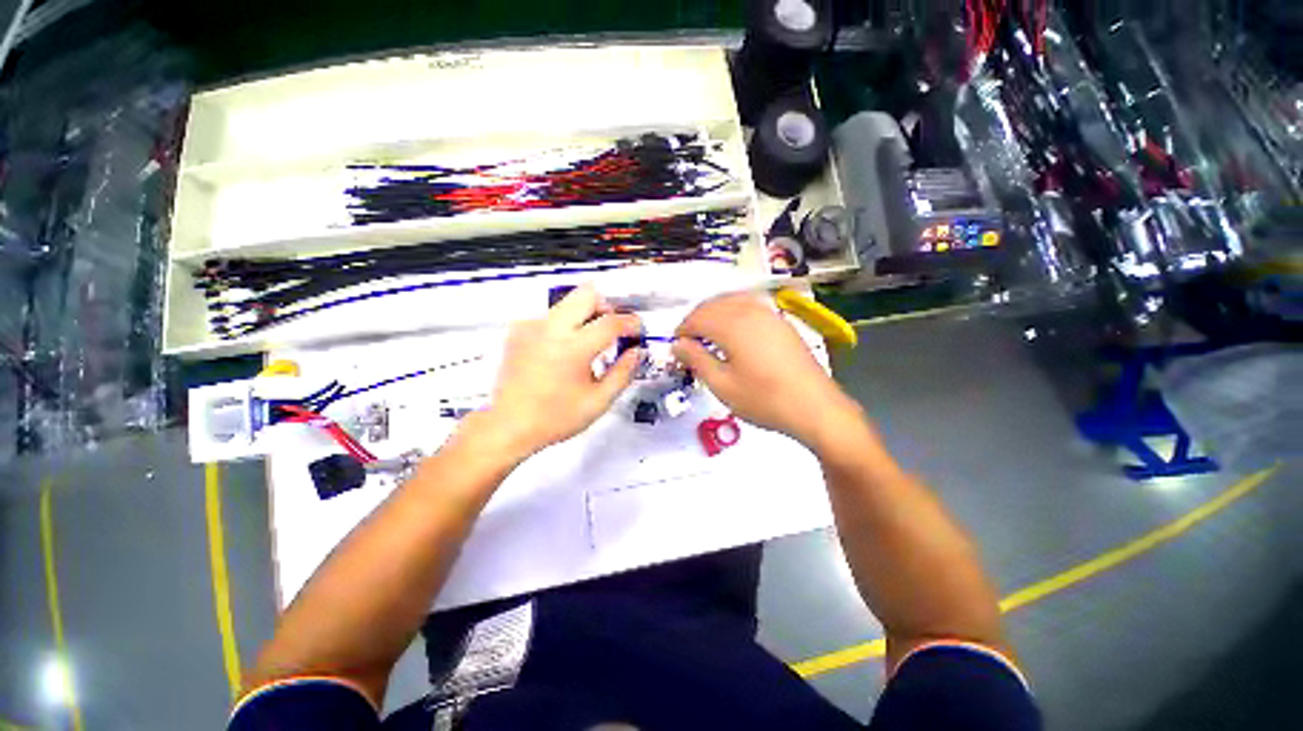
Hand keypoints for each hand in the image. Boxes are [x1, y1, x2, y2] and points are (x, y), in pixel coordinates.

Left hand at [475, 284, 642, 458]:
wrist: (508, 425)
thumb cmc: (554, 418)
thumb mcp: (598, 401)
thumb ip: (623, 373)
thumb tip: (637, 353)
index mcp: (572, 348)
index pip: (611, 321)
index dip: (630, 322)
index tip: (637, 329)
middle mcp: (550, 329)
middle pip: (587, 293)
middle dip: (608, 304)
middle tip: (615, 324)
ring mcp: (532, 326)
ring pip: (569, 301)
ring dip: (587, 313)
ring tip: (593, 339)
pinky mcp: (519, 330)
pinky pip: (551, 315)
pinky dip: (567, 324)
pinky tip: (567, 347)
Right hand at [672, 293, 860, 448]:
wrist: (815, 408)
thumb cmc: (763, 400)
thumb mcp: (722, 385)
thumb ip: (697, 360)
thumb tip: (677, 345)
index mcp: (733, 326)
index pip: (698, 318)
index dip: (683, 330)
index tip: (676, 346)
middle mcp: (750, 311)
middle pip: (714, 305)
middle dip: (697, 319)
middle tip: (689, 341)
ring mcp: (770, 314)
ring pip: (733, 300)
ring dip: (715, 312)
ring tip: (708, 333)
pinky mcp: (782, 322)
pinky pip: (750, 305)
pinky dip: (734, 310)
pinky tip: (734, 329)